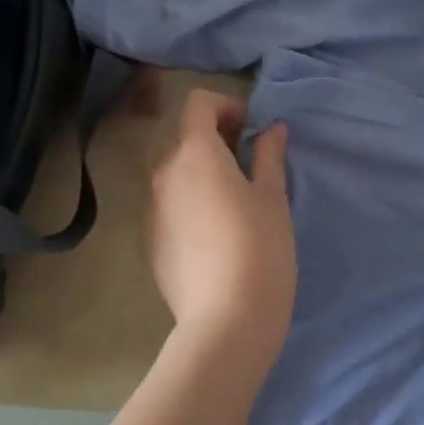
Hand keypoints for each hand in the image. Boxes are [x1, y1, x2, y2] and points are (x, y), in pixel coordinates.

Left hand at [146, 89, 296, 359]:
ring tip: (237, 202)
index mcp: (194, 154)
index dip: (227, 106)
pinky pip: (170, 205)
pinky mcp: (150, 241)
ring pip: (176, 173)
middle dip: (217, 140)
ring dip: (203, 172)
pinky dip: (191, 202)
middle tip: (251, 165)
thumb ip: (269, 155)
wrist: (225, 321)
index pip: (198, 103)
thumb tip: (271, 129)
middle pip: (185, 137)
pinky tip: (217, 235)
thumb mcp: (273, 197)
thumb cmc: (260, 248)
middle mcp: (163, 174)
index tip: (252, 131)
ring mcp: (151, 210)